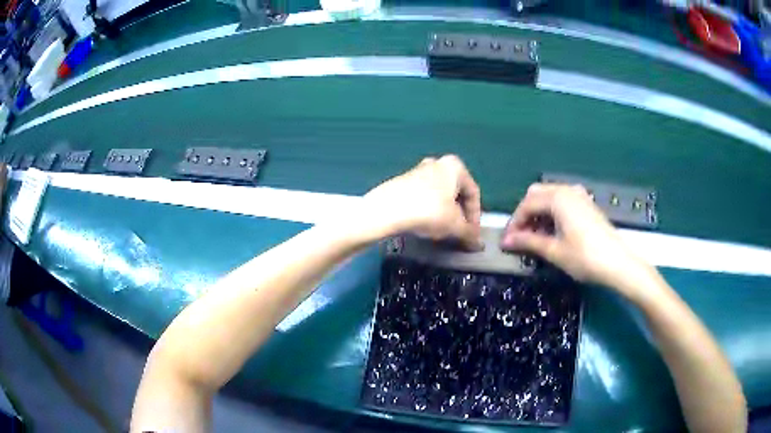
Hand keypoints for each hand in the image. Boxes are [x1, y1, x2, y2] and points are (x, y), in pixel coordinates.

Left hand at [363, 155, 482, 248]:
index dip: (476, 217)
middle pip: (456, 193)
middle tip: (459, 233)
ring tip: (442, 232)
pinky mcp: (403, 182)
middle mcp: (438, 163)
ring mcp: (418, 171)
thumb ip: (469, 234)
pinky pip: (424, 197)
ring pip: (439, 195)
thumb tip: (478, 244)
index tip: (472, 235)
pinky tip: (425, 226)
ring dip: (445, 214)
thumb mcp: (454, 225)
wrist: (386, 209)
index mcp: (455, 167)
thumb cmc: (428, 211)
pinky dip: (429, 211)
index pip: (474, 193)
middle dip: (460, 215)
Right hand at [501, 183, 656, 299]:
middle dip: (525, 214)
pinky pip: (562, 201)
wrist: (618, 263)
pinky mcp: (586, 204)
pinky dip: (551, 213)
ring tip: (534, 237)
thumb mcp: (554, 251)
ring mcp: (579, 195)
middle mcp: (567, 190)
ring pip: (549, 197)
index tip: (507, 242)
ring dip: (538, 213)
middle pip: (536, 194)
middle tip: (520, 237)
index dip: (514, 223)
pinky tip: (552, 231)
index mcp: (558, 197)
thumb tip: (506, 241)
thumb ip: (528, 241)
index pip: (527, 205)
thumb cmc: (585, 257)